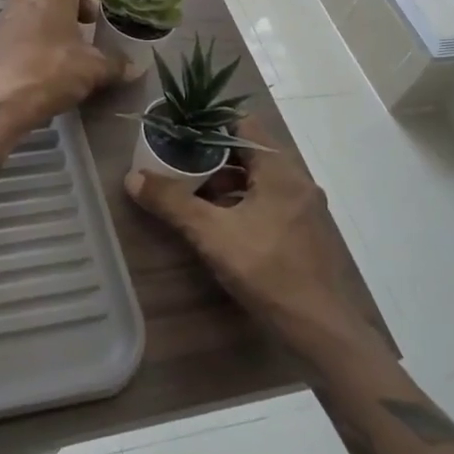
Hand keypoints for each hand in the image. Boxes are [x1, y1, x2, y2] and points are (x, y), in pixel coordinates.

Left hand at [0, 0, 124, 139]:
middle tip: (94, 22)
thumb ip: (115, 64)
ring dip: (57, 21)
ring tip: (75, 43)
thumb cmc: (50, 72)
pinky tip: (52, 57)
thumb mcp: (92, 69)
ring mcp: (7, 15)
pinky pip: (25, 27)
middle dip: (77, 5)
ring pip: (39, 9)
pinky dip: (41, 34)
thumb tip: (132, 68)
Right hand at [126, 120, 391, 362]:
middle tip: (179, 162)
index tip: (179, 133)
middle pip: (250, 150)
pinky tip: (221, 222)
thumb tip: (132, 178)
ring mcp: (305, 207)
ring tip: (193, 193)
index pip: (243, 123)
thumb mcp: (211, 235)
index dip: (209, 123)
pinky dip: (243, 201)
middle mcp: (297, 180)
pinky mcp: (305, 232)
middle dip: (213, 155)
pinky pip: (270, 201)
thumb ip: (172, 202)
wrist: (321, 330)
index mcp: (280, 170)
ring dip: (227, 180)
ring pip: (260, 178)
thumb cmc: (267, 271)